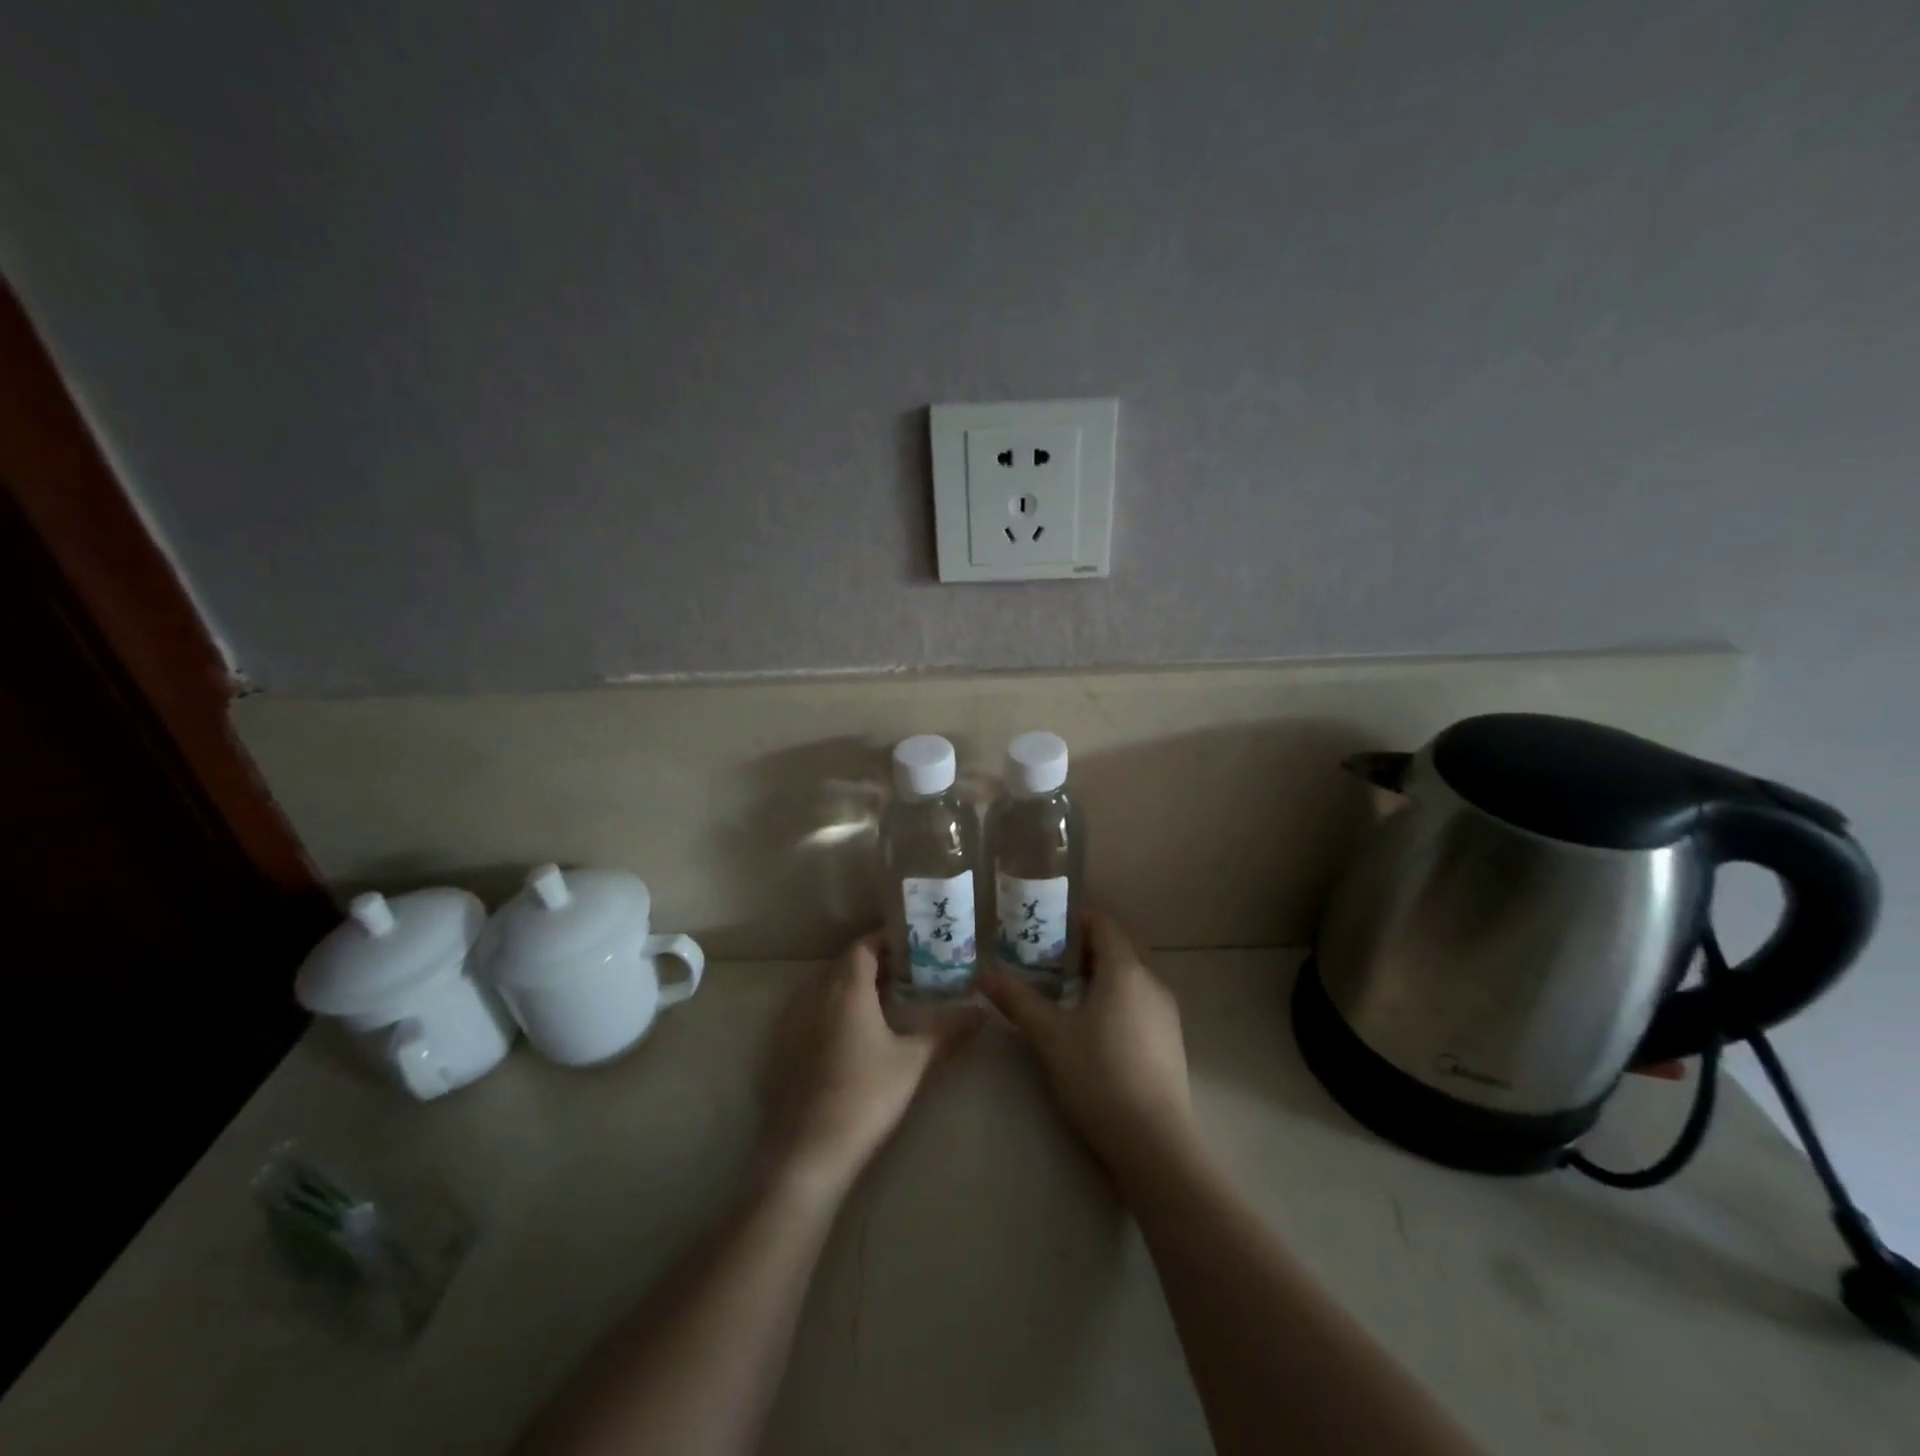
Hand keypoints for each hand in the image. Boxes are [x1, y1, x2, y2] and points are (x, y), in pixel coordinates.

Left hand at [759, 932, 978, 1196]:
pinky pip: (811, 1011)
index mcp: (847, 988)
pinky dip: (833, 1008)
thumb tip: (982, 1012)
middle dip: (874, 961)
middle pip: (845, 964)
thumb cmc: (866, 1096)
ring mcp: (794, 1021)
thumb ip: (947, 1031)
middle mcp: (816, 995)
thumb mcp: (914, 1062)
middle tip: (907, 972)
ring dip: (852, 985)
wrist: (809, 1151)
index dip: (886, 941)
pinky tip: (852, 1034)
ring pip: (826, 987)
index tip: (912, 946)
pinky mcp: (783, 1047)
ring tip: (883, 999)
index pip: (863, 946)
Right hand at [981, 910, 1197, 1177]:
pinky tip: (1093, 1022)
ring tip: (1064, 987)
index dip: (1074, 917)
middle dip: (1085, 943)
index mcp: (1125, 969)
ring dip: (1101, 970)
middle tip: (1048, 955)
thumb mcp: (1050, 1036)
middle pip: (1119, 945)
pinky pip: (1140, 997)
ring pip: (1131, 973)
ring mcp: (1165, 1011)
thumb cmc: (1098, 1076)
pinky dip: (1116, 994)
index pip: (1103, 922)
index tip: (1044, 925)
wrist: (1154, 1142)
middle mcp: (1151, 981)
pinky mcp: (1169, 1038)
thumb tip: (984, 973)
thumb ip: (1018, 1000)